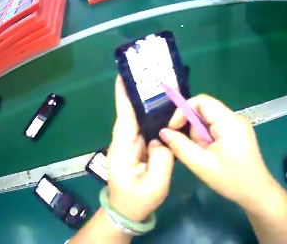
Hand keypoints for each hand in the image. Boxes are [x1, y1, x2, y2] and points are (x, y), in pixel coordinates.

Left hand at [107, 76, 173, 221]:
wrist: (127, 211)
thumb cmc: (138, 200)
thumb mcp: (155, 183)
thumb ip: (162, 158)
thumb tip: (162, 138)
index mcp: (123, 148)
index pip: (124, 116)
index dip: (123, 95)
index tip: (123, 75)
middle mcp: (123, 142)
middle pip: (131, 114)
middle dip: (139, 94)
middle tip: (152, 76)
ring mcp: (130, 146)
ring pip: (138, 121)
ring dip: (147, 105)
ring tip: (160, 89)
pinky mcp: (137, 150)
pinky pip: (145, 130)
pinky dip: (152, 119)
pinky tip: (164, 112)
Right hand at [159, 94, 273, 206]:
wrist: (256, 192)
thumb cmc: (232, 180)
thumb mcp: (202, 165)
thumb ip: (180, 146)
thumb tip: (164, 132)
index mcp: (229, 121)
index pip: (202, 101)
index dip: (183, 111)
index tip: (174, 129)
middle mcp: (235, 118)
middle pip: (205, 112)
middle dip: (194, 130)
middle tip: (194, 151)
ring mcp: (238, 126)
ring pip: (210, 123)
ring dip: (201, 138)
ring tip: (205, 158)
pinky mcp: (238, 135)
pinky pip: (217, 130)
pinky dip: (208, 141)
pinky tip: (212, 157)